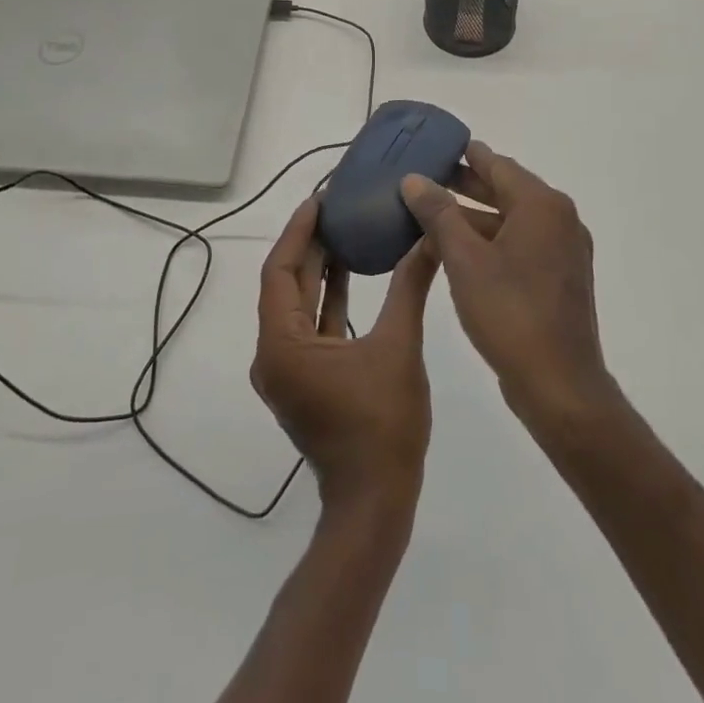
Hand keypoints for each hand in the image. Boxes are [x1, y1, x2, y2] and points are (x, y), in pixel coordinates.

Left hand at [251, 194, 438, 510]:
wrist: (374, 504)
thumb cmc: (382, 425)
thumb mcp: (398, 347)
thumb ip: (409, 288)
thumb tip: (429, 239)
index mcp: (283, 343)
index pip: (281, 269)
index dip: (298, 230)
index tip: (318, 198)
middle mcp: (273, 353)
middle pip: (287, 283)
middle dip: (309, 243)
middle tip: (335, 205)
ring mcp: (287, 370)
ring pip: (298, 304)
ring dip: (318, 268)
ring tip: (344, 227)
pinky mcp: (304, 380)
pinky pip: (310, 326)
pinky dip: (326, 298)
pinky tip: (350, 272)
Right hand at [400, 142, 616, 432]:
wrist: (560, 386)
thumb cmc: (510, 312)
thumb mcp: (464, 259)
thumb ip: (438, 213)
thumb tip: (414, 179)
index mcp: (542, 206)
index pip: (498, 164)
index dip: (465, 155)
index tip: (436, 148)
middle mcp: (560, 220)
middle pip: (507, 189)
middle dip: (467, 185)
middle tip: (426, 179)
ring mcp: (564, 252)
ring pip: (513, 219)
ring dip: (476, 216)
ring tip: (433, 215)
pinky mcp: (561, 279)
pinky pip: (521, 244)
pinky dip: (491, 240)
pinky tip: (460, 251)